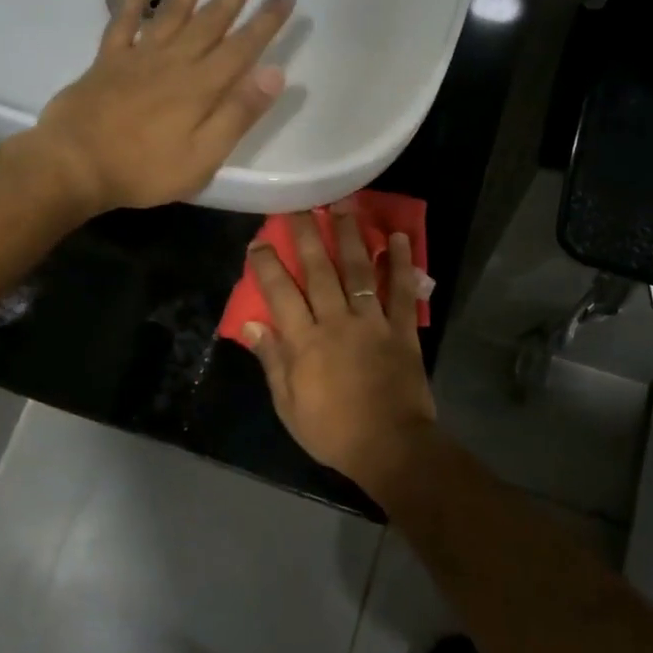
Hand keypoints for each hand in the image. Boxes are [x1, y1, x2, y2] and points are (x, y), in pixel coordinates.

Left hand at [29, 0, 294, 212]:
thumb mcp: (202, 157)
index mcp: (201, 87)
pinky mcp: (109, 61)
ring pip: (173, 8)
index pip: (242, 46)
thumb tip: (274, 74)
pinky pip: (124, 20)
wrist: (74, 166)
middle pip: (211, 19)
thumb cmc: (143, 169)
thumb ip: (237, 114)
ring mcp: (139, 56)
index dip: (266, 21)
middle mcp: (174, 61)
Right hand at [242, 201, 437, 496]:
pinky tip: (396, 237)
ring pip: (358, 270)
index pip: (280, 294)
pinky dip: (400, 263)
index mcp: (305, 342)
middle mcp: (337, 321)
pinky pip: (401, 291)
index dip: (268, 266)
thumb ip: (272, 361)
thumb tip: (250, 326)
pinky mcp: (402, 329)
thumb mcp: (289, 405)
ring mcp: (372, 322)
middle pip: (319, 270)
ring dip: (350, 235)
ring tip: (344, 204)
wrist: (390, 447)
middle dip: (307, 234)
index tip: (259, 242)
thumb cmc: (333, 431)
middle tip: (299, 205)